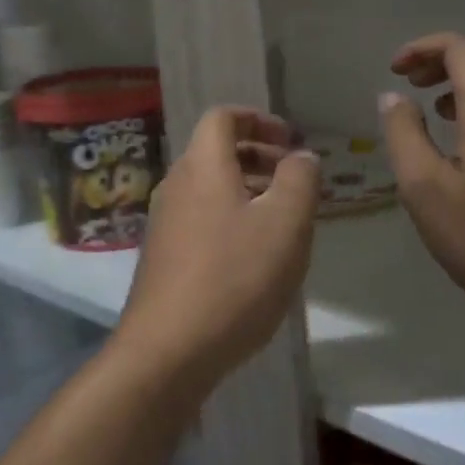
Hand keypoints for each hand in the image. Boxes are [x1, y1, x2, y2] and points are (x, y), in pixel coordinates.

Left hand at [115, 107, 320, 393]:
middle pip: (215, 151)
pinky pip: (201, 216)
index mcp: (201, 166)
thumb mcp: (285, 225)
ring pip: (209, 186)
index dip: (258, 119)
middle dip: (259, 156)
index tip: (291, 141)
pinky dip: (230, 217)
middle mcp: (175, 184)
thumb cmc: (234, 278)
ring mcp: (164, 220)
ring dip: (247, 189)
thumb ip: (299, 180)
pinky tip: (254, 254)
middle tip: (295, 179)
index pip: (222, 117)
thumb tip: (301, 156)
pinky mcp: (163, 253)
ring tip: (284, 218)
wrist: (169, 347)